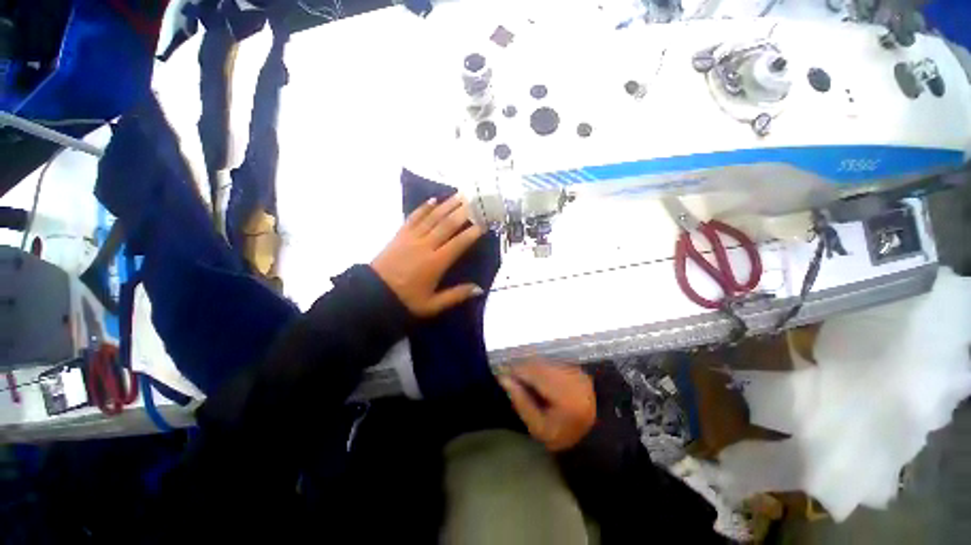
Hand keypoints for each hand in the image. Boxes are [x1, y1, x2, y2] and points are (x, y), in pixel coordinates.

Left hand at [371, 194, 485, 317]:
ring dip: (447, 205)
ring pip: (432, 218)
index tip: (484, 223)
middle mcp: (425, 246)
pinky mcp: (400, 235)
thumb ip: (456, 296)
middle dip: (463, 212)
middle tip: (476, 201)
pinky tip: (433, 200)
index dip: (472, 233)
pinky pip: (413, 217)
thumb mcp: (432, 305)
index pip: (458, 243)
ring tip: (460, 195)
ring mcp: (411, 238)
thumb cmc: (405, 300)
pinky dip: (423, 208)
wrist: (372, 295)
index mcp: (435, 263)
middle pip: (447, 225)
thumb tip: (479, 289)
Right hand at [498, 360, 595, 451]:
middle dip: (523, 368)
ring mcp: (579, 373)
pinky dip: (542, 367)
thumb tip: (504, 379)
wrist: (587, 439)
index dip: (518, 371)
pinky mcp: (579, 370)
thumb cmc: (559, 435)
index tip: (502, 373)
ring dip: (532, 366)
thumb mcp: (536, 426)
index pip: (537, 376)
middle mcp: (576, 380)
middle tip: (509, 374)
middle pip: (542, 366)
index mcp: (567, 398)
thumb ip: (520, 401)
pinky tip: (536, 376)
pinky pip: (554, 363)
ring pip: (547, 362)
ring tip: (521, 376)